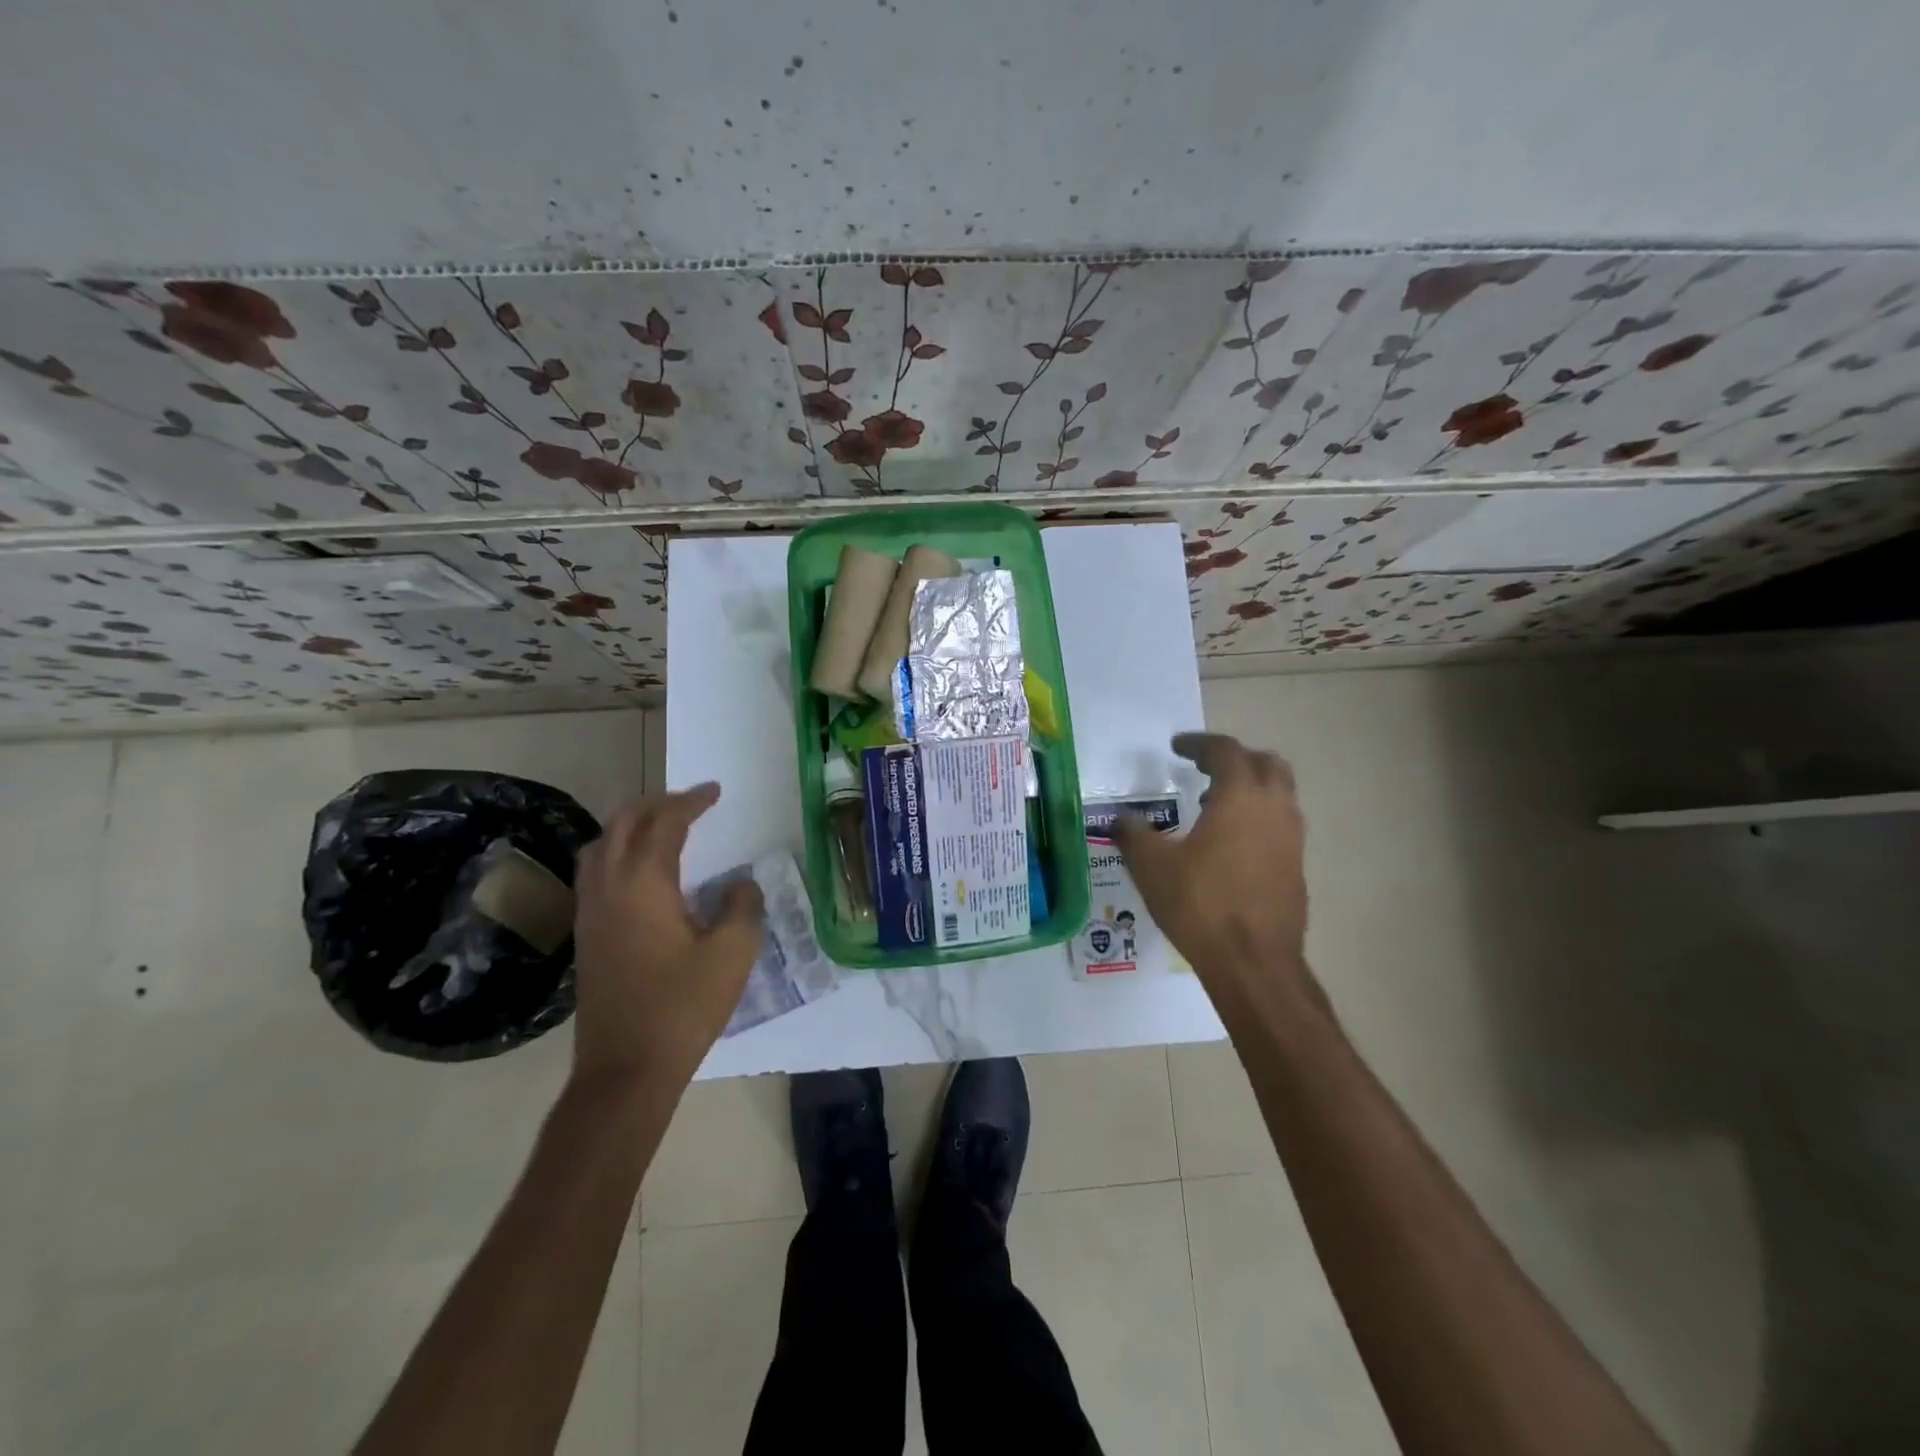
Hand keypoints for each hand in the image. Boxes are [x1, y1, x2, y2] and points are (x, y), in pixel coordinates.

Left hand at [569, 783, 764, 1091]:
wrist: (625, 1070)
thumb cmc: (683, 1007)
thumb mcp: (733, 952)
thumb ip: (743, 906)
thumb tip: (739, 884)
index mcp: (642, 883)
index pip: (664, 823)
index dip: (691, 802)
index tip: (715, 791)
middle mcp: (607, 887)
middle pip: (623, 824)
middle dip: (657, 804)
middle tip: (690, 803)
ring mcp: (589, 911)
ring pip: (601, 846)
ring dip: (632, 826)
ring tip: (664, 828)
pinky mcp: (586, 935)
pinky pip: (596, 871)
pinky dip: (618, 852)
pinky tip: (643, 872)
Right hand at [1113, 733, 1314, 1004]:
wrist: (1254, 963)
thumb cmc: (1200, 904)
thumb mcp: (1151, 866)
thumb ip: (1133, 834)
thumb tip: (1119, 820)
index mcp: (1241, 797)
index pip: (1226, 751)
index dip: (1199, 743)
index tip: (1177, 747)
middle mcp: (1275, 809)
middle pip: (1265, 763)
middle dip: (1234, 759)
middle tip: (1204, 769)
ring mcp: (1292, 840)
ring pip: (1280, 794)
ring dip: (1250, 788)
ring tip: (1214, 806)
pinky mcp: (1297, 868)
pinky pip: (1281, 825)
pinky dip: (1258, 819)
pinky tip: (1230, 846)